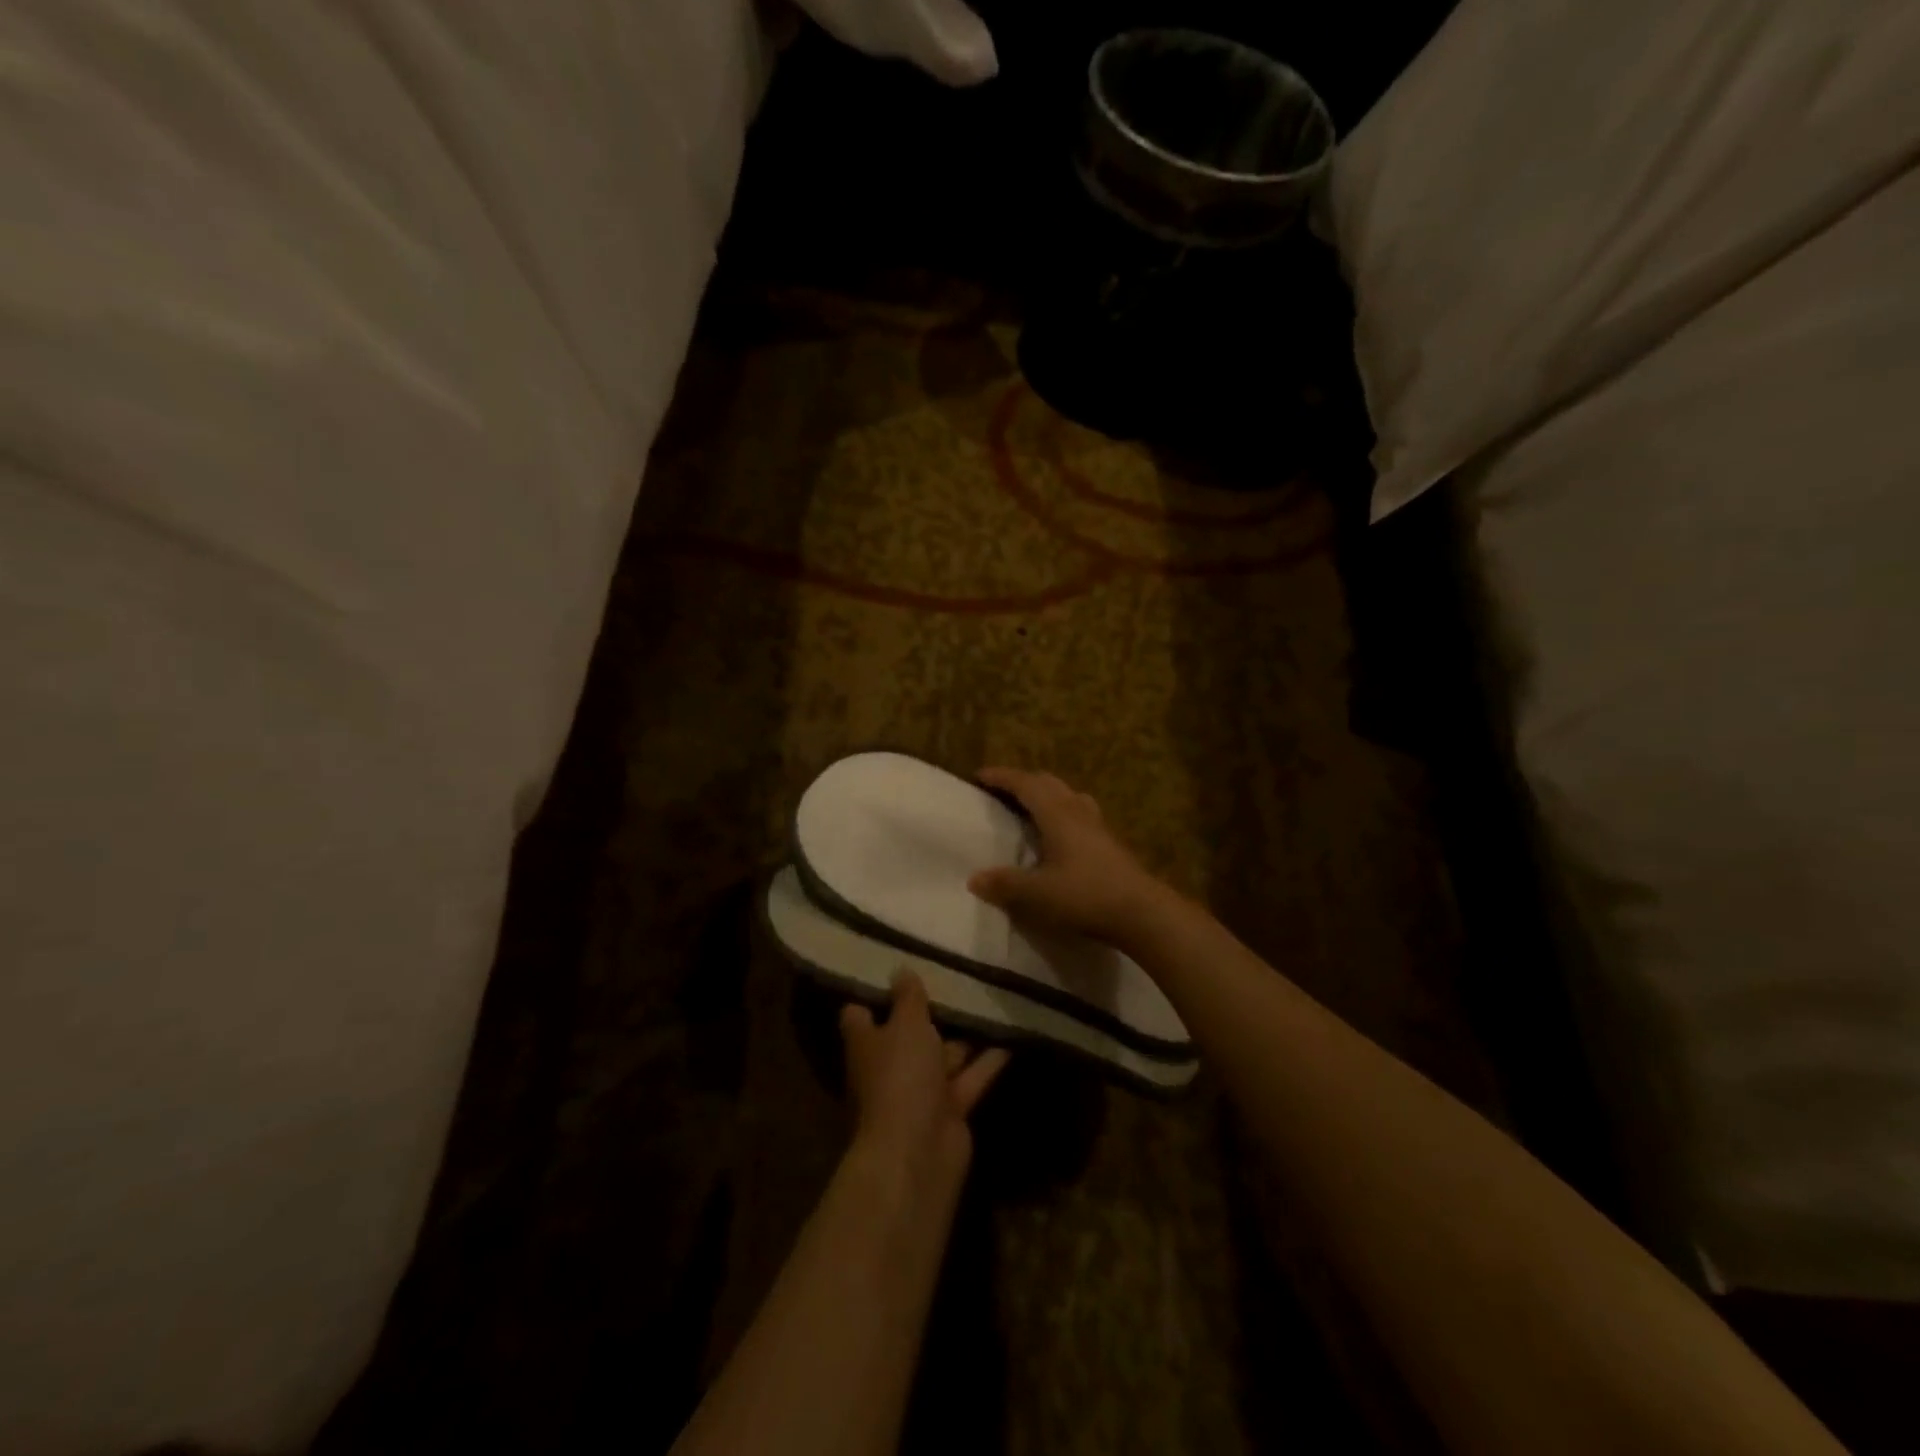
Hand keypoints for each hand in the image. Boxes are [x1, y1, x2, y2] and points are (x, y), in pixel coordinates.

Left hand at [840, 972, 1008, 1190]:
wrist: (918, 1152)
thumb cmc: (900, 1076)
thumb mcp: (905, 1025)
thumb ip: (907, 998)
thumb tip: (901, 971)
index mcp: (866, 1044)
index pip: (860, 1013)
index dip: (875, 992)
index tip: (896, 967)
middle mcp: (890, 1066)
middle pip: (908, 1033)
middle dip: (930, 1010)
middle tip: (956, 973)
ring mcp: (920, 1090)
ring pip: (944, 1054)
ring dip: (965, 1034)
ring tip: (990, 998)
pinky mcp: (950, 1109)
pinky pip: (970, 1076)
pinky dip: (989, 1059)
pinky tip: (1012, 1034)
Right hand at [967, 767, 1176, 946]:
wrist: (1142, 912)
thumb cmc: (1085, 895)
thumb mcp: (1037, 893)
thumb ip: (1005, 884)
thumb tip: (974, 878)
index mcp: (1057, 814)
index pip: (1025, 784)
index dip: (1001, 777)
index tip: (979, 776)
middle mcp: (1077, 811)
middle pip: (1048, 783)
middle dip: (1022, 782)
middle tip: (1001, 792)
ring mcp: (1097, 825)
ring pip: (1068, 795)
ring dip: (1046, 794)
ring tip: (1030, 808)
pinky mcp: (1110, 842)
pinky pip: (1080, 813)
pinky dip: (1062, 812)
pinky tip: (1060, 835)